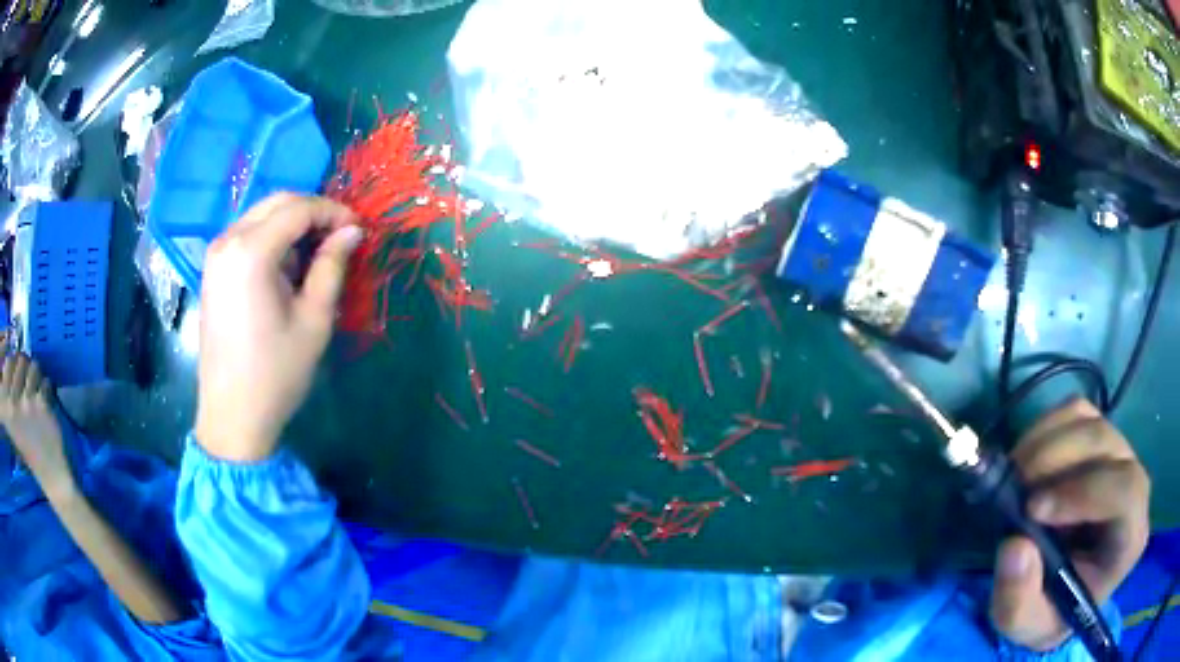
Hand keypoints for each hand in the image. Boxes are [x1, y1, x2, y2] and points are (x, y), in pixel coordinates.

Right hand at [0, 346, 70, 495]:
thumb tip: (7, 349)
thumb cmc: (27, 443)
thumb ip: (7, 388)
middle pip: (20, 357)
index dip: (13, 360)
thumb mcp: (11, 417)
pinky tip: (45, 407)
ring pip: (33, 365)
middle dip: (26, 368)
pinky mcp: (40, 405)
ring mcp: (25, 403)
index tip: (15, 370)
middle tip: (27, 387)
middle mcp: (12, 402)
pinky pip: (45, 380)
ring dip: (37, 378)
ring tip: (36, 398)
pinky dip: (47, 390)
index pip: (7, 361)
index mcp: (5, 405)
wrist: (49, 473)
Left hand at [194, 193, 361, 461]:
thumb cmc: (275, 373)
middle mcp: (228, 241)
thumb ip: (332, 266)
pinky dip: (272, 239)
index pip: (299, 209)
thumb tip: (352, 232)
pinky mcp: (212, 270)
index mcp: (251, 251)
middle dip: (313, 212)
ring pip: (261, 216)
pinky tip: (287, 268)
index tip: (359, 229)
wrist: (232, 416)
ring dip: (292, 225)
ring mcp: (216, 255)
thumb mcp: (314, 320)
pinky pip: (247, 235)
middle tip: (341, 237)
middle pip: (277, 203)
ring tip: (317, 255)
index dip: (334, 212)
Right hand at [990, 398, 1149, 650]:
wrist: (1058, 592)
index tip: (1033, 509)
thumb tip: (1015, 546)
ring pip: (1090, 420)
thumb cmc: (1051, 612)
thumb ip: (1019, 603)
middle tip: (1013, 485)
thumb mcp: (1028, 627)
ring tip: (1014, 475)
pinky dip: (1045, 428)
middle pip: (1106, 444)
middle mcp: (1135, 486)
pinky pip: (1077, 411)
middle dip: (1057, 458)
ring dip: (1045, 442)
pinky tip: (1025, 461)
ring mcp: (1121, 456)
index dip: (1085, 491)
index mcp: (1130, 537)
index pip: (1127, 491)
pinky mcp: (1100, 439)